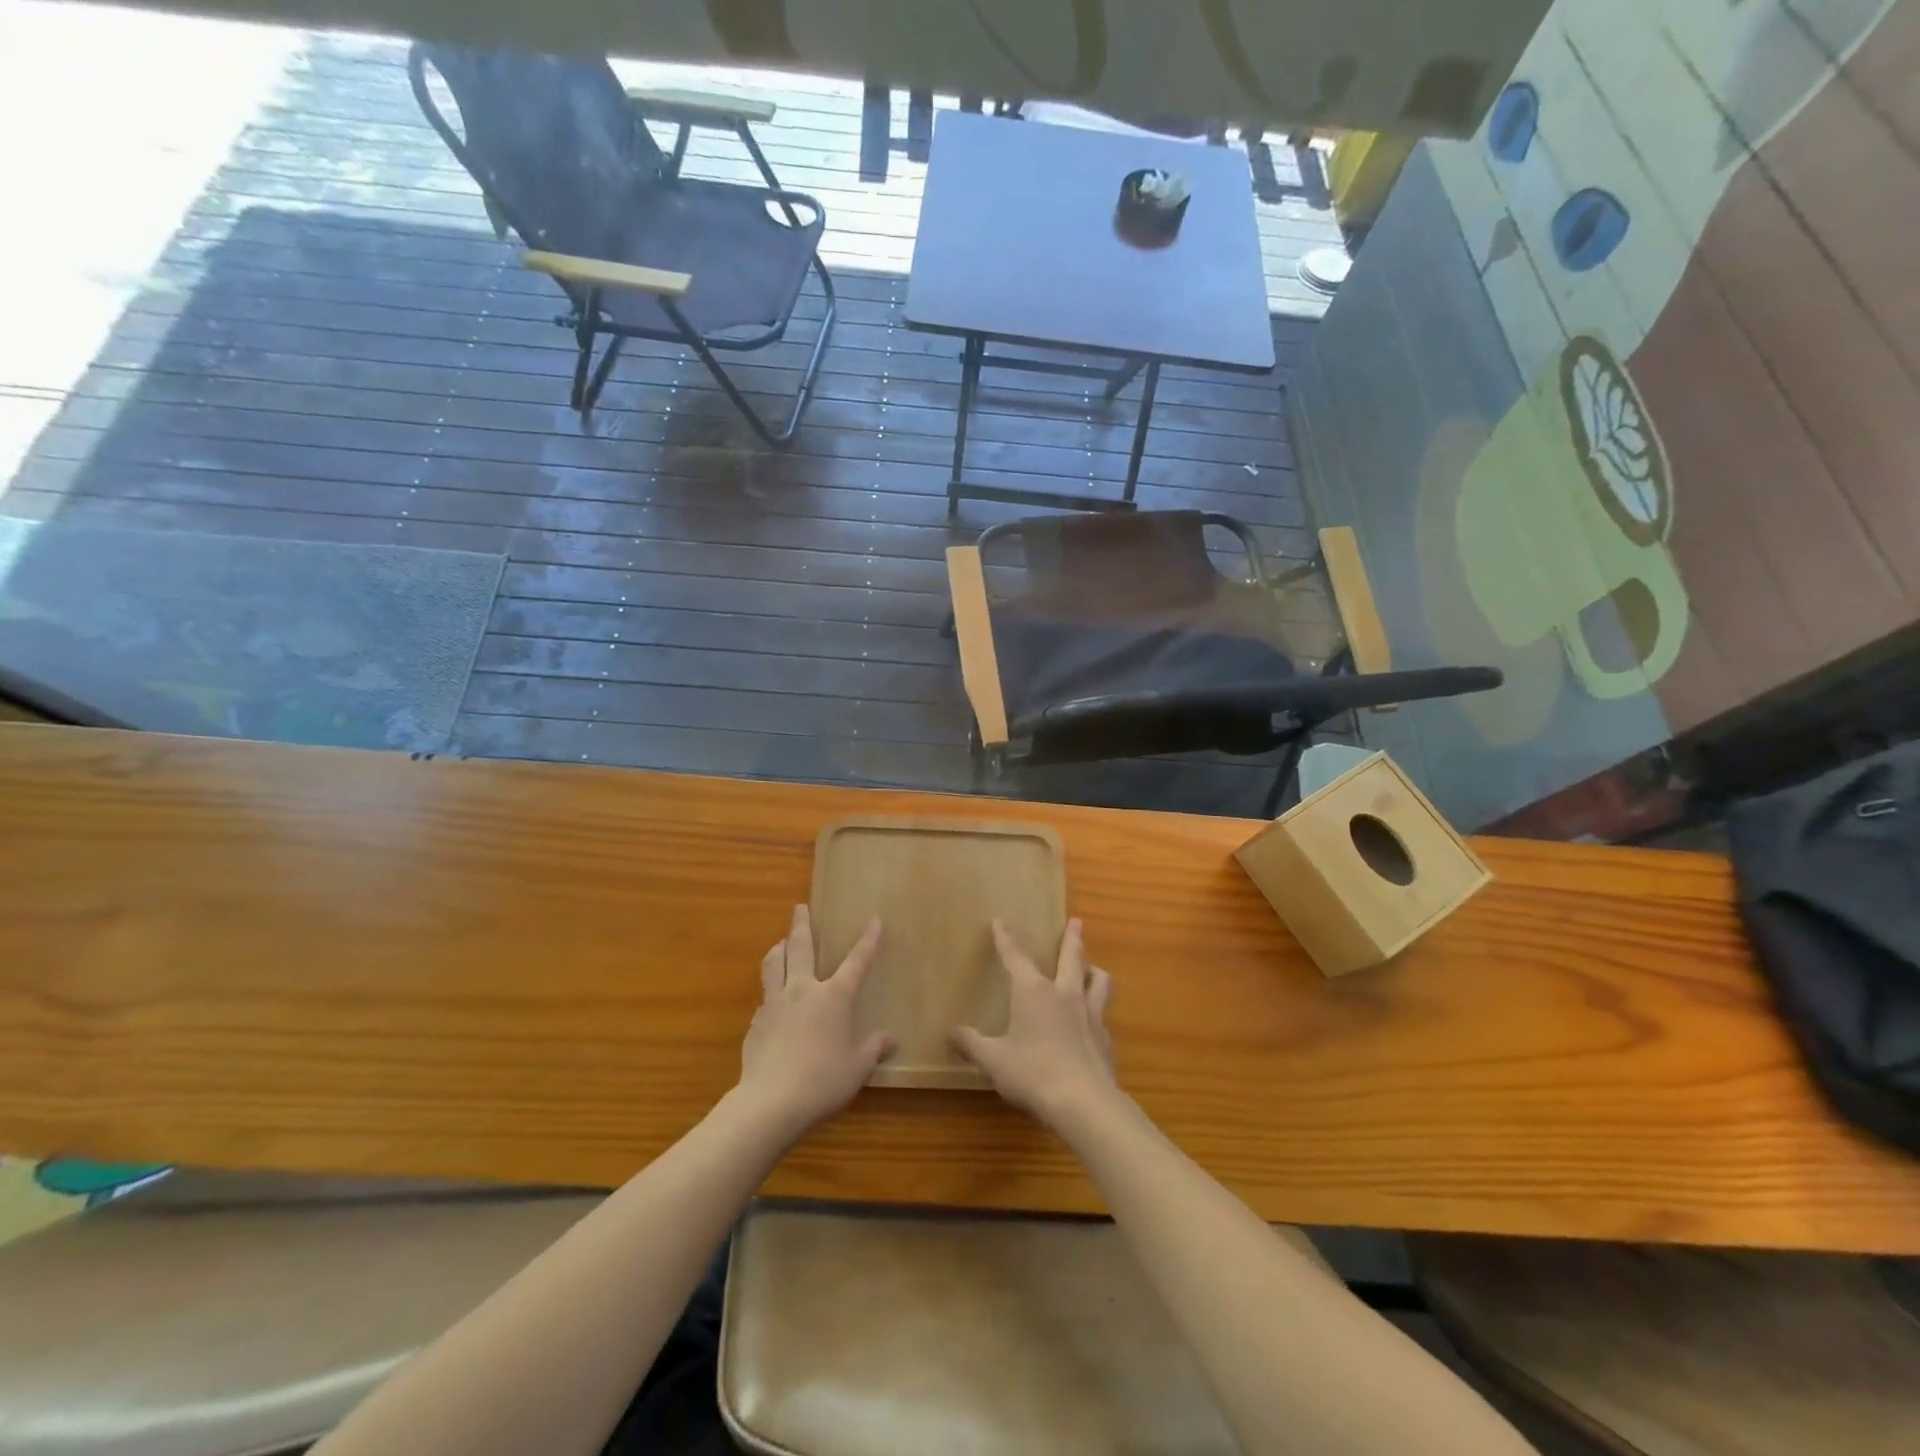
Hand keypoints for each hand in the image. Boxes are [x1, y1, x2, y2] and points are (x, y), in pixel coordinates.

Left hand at [737, 906, 894, 1137]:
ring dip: (778, 948)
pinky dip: (770, 989)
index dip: (868, 940)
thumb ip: (874, 1049)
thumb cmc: (823, 1081)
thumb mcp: (858, 1068)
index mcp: (834, 996)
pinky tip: (772, 1001)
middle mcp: (803, 989)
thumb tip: (892, 1040)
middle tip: (800, 907)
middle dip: (802, 924)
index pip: (856, 960)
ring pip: (774, 964)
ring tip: (781, 943)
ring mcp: (775, 1003)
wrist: (771, 1102)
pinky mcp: (756, 1022)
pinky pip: (764, 996)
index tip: (875, 920)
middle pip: (800, 946)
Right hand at [952, 918, 1118, 1132]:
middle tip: (1077, 921)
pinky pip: (1104, 1013)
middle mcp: (1064, 994)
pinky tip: (1095, 1019)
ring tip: (1093, 967)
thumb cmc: (1032, 1074)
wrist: (1084, 1102)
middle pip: (1071, 957)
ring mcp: (1090, 1014)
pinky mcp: (1105, 1038)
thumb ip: (971, 1044)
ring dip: (1094, 969)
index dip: (1006, 938)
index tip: (1000, 920)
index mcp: (1033, 992)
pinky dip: (1099, 1008)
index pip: (1015, 957)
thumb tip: (951, 1032)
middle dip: (1071, 938)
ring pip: (1098, 980)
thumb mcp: (993, 1060)